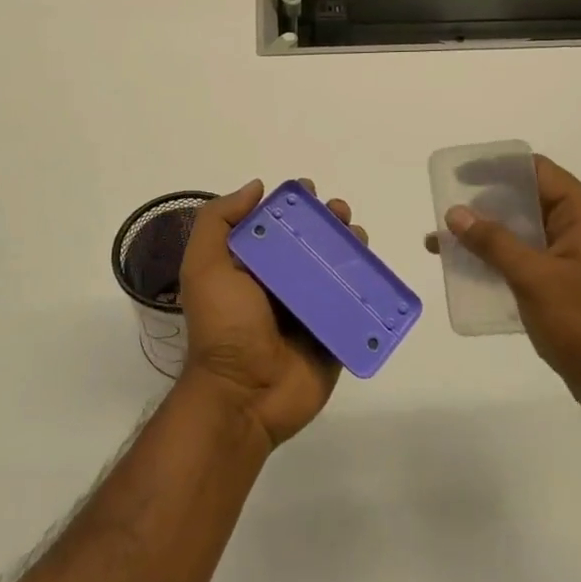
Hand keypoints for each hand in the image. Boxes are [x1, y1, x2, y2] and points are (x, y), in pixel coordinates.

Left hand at [178, 179, 359, 449]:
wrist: (244, 395)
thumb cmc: (224, 326)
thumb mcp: (204, 266)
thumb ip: (219, 221)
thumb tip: (257, 187)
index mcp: (252, 267)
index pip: (277, 225)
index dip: (294, 205)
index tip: (309, 191)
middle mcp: (282, 284)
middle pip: (313, 243)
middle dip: (330, 221)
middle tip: (340, 214)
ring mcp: (311, 309)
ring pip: (338, 269)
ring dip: (352, 247)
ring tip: (358, 237)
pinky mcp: (335, 333)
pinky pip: (356, 305)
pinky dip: (369, 286)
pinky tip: (376, 271)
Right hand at [426, 155, 580, 428]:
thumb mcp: (534, 278)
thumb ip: (494, 242)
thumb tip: (456, 212)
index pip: (538, 172)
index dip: (498, 168)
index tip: (460, 175)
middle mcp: (580, 228)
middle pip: (527, 200)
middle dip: (484, 205)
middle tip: (446, 212)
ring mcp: (573, 258)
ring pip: (522, 233)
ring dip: (485, 236)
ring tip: (442, 243)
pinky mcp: (564, 284)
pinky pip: (524, 260)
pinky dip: (497, 260)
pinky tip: (466, 272)